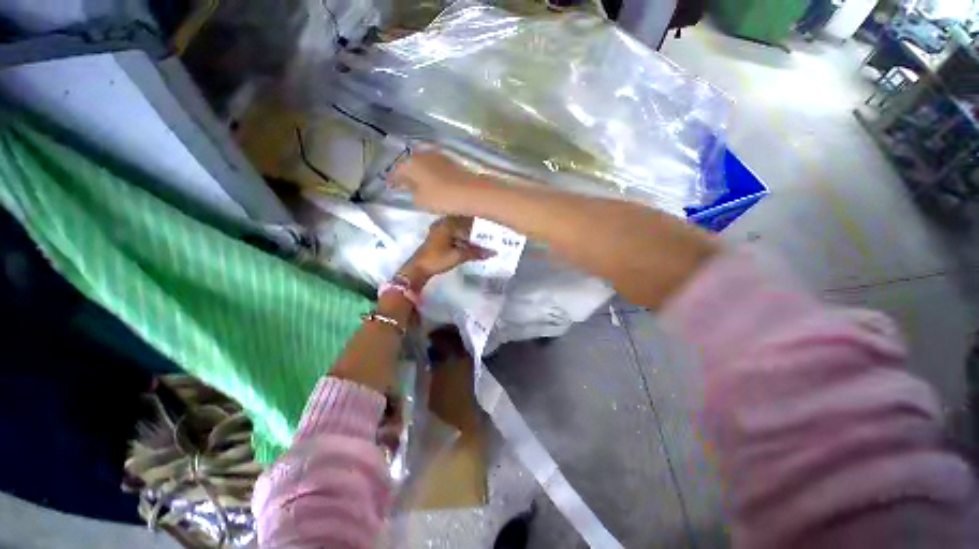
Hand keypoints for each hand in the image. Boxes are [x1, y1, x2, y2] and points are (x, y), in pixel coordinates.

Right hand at [391, 149, 475, 213]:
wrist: (470, 193)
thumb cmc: (441, 197)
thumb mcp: (420, 199)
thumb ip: (411, 192)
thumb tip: (410, 186)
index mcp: (411, 162)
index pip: (396, 170)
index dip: (392, 180)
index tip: (390, 187)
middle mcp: (423, 154)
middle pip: (410, 164)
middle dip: (406, 174)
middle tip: (404, 185)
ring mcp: (439, 156)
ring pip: (424, 164)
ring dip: (420, 173)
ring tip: (418, 184)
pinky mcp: (452, 162)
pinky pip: (435, 167)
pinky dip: (431, 173)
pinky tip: (433, 181)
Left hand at [399, 216, 494, 286]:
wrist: (418, 268)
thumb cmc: (437, 259)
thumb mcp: (458, 256)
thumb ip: (476, 253)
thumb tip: (493, 253)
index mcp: (448, 224)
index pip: (469, 223)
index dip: (482, 228)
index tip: (493, 230)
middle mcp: (444, 223)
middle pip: (465, 224)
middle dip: (476, 231)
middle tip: (490, 235)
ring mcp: (440, 229)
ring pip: (459, 229)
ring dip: (469, 235)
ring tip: (483, 240)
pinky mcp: (438, 237)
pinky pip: (454, 234)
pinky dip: (462, 238)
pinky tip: (470, 244)